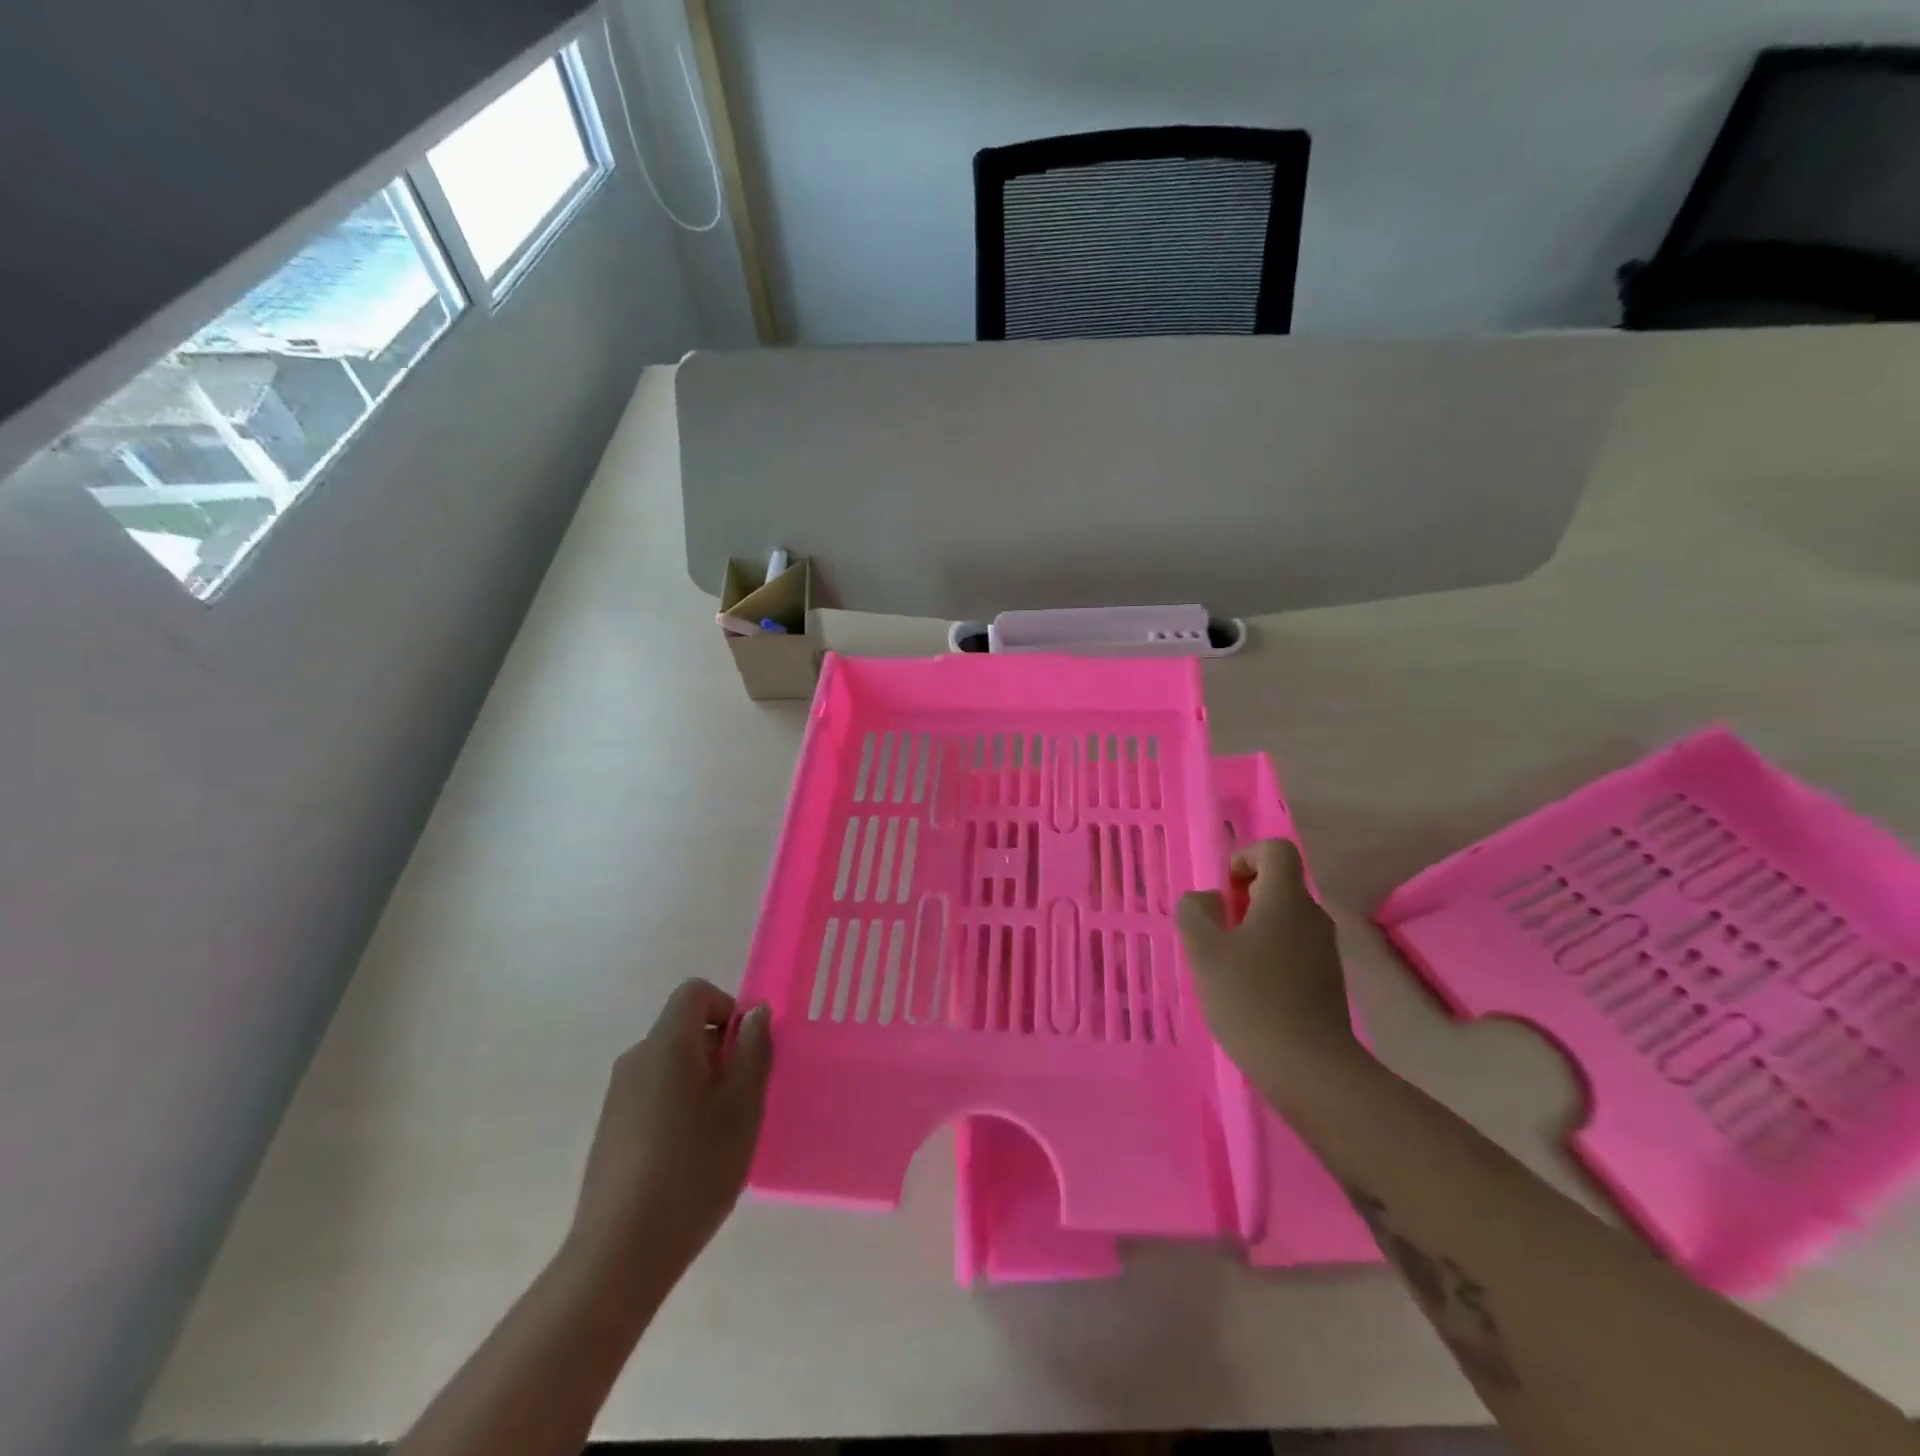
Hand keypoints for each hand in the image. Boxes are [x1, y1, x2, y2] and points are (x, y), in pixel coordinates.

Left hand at [565, 979, 771, 1296]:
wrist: (619, 1255)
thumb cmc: (693, 1169)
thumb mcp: (742, 1107)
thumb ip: (753, 1051)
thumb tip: (755, 1013)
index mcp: (666, 1045)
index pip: (695, 993)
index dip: (727, 1009)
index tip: (745, 1053)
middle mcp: (636, 1059)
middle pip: (684, 1029)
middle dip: (720, 1053)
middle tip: (741, 1102)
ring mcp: (618, 1096)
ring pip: (672, 1065)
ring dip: (702, 1083)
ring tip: (718, 1136)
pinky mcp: (611, 1129)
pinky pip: (655, 1094)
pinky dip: (679, 1107)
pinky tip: (688, 1158)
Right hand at [1177, 839, 1358, 1090]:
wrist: (1308, 1068)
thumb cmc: (1250, 999)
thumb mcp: (1204, 951)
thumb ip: (1195, 913)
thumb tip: (1206, 899)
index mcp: (1286, 899)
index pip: (1275, 850)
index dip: (1245, 857)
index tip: (1224, 892)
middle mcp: (1312, 916)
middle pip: (1279, 885)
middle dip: (1243, 899)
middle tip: (1217, 933)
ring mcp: (1324, 950)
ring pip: (1284, 919)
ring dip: (1253, 930)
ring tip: (1229, 966)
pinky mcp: (1327, 980)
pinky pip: (1293, 948)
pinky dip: (1269, 955)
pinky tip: (1250, 991)